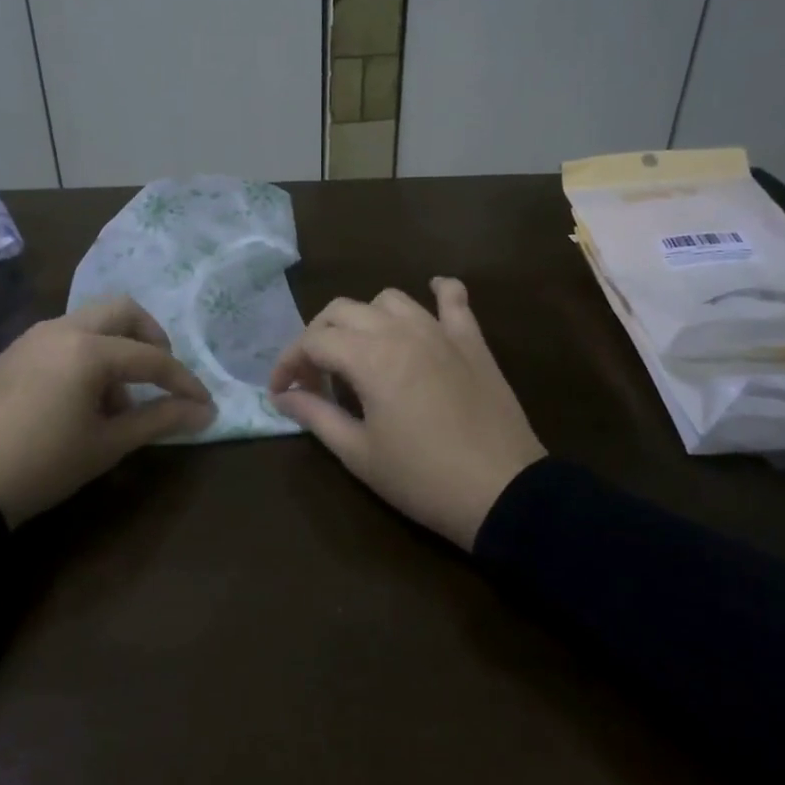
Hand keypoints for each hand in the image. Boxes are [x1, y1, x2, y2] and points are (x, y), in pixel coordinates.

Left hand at [0, 296, 213, 526]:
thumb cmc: (43, 464)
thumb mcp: (107, 444)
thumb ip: (160, 420)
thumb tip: (205, 412)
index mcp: (88, 349)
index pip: (152, 357)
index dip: (183, 381)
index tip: (204, 405)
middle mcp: (61, 328)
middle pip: (122, 311)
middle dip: (151, 339)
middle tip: (161, 377)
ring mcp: (32, 336)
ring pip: (91, 322)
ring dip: (116, 348)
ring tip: (117, 402)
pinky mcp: (13, 351)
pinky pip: (64, 337)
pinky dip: (87, 354)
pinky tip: (81, 399)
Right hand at [268, 277, 545, 550]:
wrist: (503, 492)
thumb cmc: (422, 478)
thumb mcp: (359, 453)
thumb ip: (316, 416)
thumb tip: (283, 397)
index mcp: (369, 358)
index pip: (313, 342)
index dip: (288, 363)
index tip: (281, 392)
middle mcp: (400, 331)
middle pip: (342, 311)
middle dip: (317, 337)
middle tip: (314, 376)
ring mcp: (440, 331)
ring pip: (388, 299)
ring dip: (364, 318)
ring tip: (361, 351)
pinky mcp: (472, 341)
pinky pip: (453, 299)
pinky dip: (437, 292)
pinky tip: (430, 295)